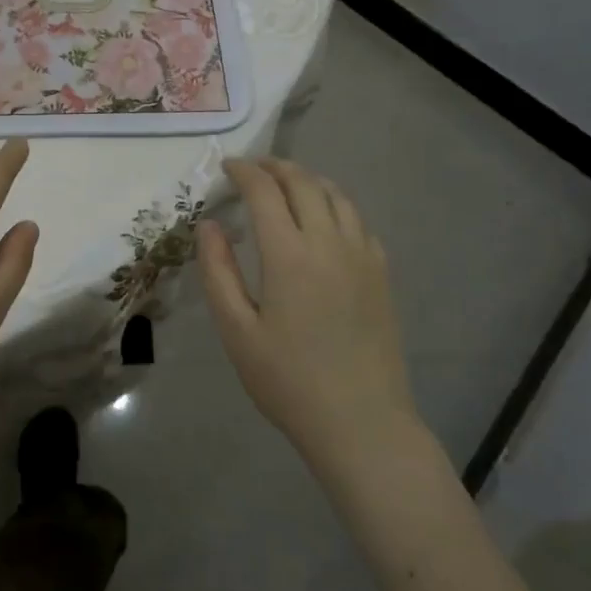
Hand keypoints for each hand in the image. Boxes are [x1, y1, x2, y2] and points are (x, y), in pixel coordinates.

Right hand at [199, 158, 419, 468]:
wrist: (362, 423)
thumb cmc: (289, 381)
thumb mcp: (237, 331)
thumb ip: (218, 272)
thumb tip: (209, 225)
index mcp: (290, 255)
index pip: (265, 191)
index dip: (244, 171)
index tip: (227, 167)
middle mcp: (330, 243)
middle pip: (304, 183)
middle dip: (275, 167)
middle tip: (252, 169)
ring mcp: (362, 256)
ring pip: (336, 196)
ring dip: (308, 180)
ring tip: (286, 185)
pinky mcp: (382, 274)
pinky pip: (358, 221)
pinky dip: (335, 205)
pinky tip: (324, 220)